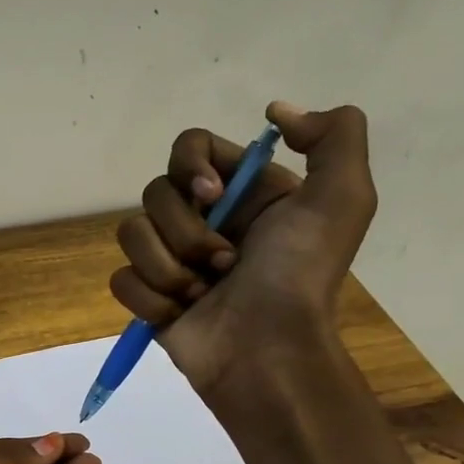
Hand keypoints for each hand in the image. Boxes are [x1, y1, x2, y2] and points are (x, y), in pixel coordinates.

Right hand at [110, 100, 374, 398]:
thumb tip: (275, 112)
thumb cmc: (299, 276)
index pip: (189, 148)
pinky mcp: (147, 296)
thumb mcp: (342, 199)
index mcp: (241, 192)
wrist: (266, 351)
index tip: (212, 197)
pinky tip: (178, 314)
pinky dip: (150, 299)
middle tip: (224, 263)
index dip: (190, 167)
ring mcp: (170, 259)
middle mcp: (202, 219)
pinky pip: (120, 279)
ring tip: (202, 294)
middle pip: (154, 193)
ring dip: (169, 269)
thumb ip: (334, 136)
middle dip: (185, 231)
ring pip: (130, 234)